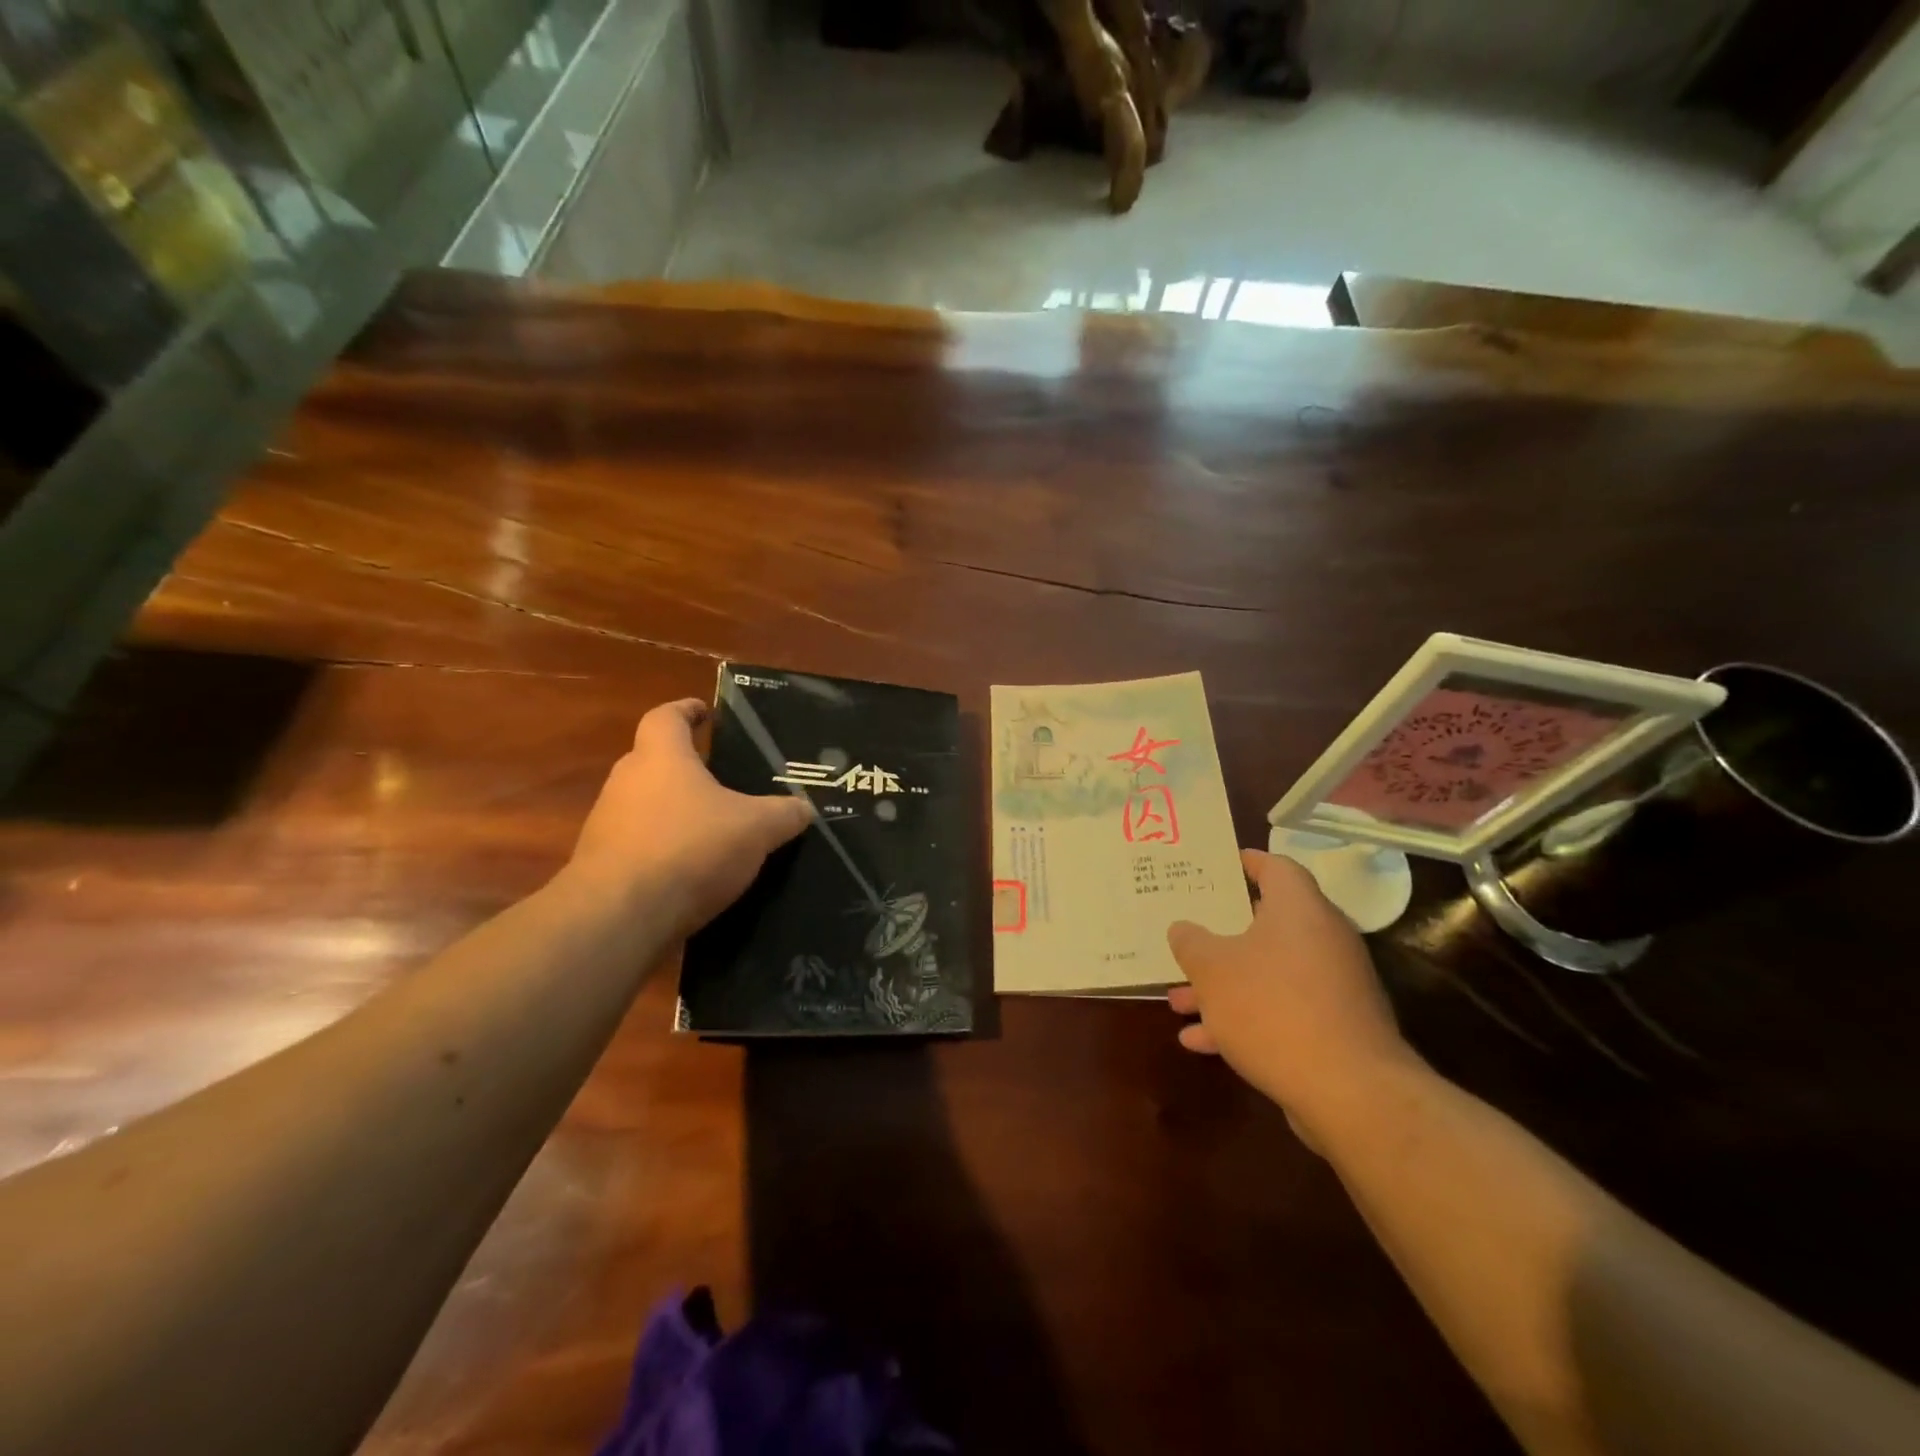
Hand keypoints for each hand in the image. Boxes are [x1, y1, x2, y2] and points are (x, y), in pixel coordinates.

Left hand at [566, 698, 812, 936]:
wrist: (620, 917)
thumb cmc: (690, 849)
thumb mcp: (756, 828)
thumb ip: (784, 814)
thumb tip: (805, 808)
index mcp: (661, 758)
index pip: (666, 717)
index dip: (687, 710)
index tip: (706, 713)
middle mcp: (626, 783)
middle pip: (654, 762)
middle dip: (686, 768)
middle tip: (724, 781)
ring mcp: (608, 826)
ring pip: (646, 807)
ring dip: (675, 814)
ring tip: (715, 831)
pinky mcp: (602, 867)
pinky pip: (640, 848)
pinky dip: (665, 853)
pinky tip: (694, 874)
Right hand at [1167, 849, 1419, 1142]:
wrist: (1349, 1091)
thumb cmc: (1272, 1008)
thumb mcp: (1212, 969)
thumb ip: (1191, 943)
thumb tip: (1183, 929)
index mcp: (1299, 909)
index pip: (1276, 867)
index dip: (1247, 862)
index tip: (1221, 863)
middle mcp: (1323, 939)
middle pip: (1267, 925)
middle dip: (1221, 937)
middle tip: (1189, 932)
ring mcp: (1333, 986)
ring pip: (1268, 973)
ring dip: (1224, 986)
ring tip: (1178, 1001)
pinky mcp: (1335, 1028)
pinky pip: (1281, 1010)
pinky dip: (1244, 1020)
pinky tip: (1201, 1042)